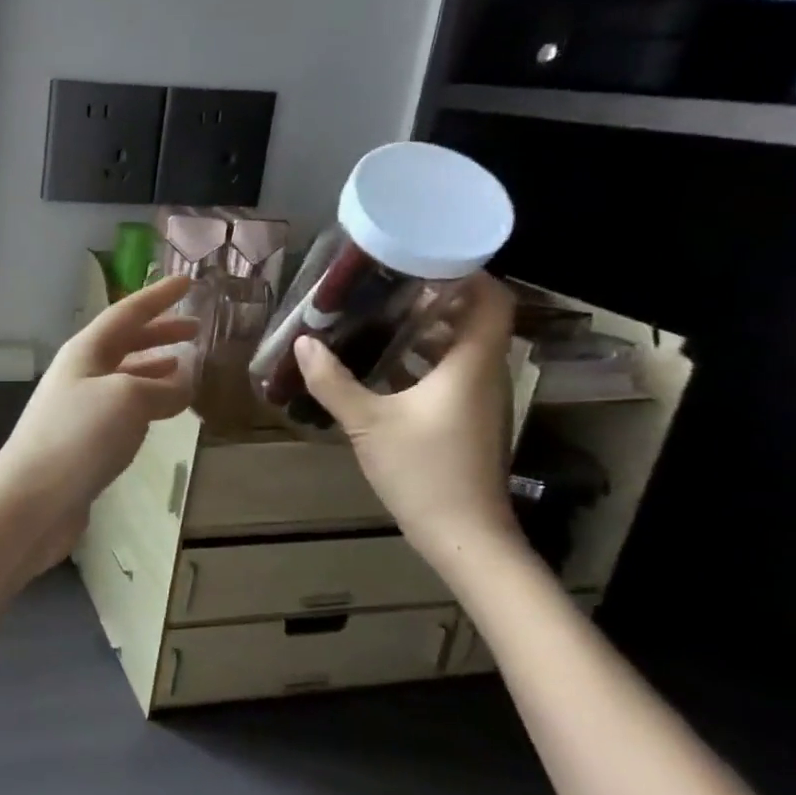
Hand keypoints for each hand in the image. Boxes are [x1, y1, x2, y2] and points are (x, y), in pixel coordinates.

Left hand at [0, 275, 197, 570]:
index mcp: (85, 351)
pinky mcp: (82, 442)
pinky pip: (121, 408)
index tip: (188, 282)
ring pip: (123, 375)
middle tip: (196, 327)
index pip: (127, 312)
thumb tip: (184, 382)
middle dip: (159, 331)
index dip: (159, 297)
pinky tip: (162, 411)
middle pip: (123, 342)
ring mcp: (78, 408)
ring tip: (186, 363)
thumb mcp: (128, 400)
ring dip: (154, 365)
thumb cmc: (79, 437)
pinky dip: (146, 401)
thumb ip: (163, 387)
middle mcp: (79, 373)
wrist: (31, 500)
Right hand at [293, 272, 523, 563]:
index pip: (492, 300)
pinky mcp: (470, 421)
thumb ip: (333, 382)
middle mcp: (485, 375)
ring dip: (426, 332)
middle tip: (386, 285)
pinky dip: (423, 362)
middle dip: (434, 299)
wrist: (463, 535)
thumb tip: (303, 344)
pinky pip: (452, 375)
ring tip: (378, 318)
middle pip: (474, 320)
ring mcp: (480, 400)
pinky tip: (383, 368)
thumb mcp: (367, 423)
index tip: (422, 259)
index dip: (466, 273)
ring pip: (461, 349)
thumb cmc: (423, 471)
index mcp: (472, 365)